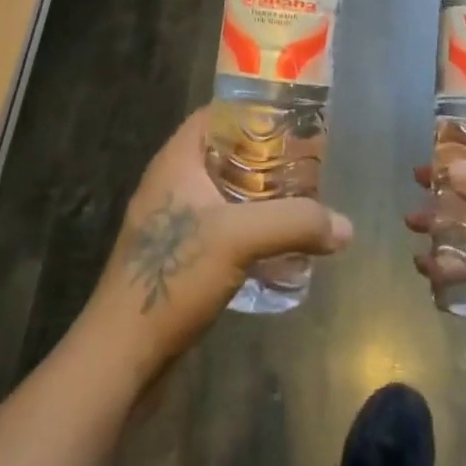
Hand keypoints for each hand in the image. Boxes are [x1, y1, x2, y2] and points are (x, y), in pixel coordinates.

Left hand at [84, 108, 352, 383]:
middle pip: (225, 153)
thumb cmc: (173, 275)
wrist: (120, 356)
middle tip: (306, 162)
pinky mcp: (176, 256)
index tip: (292, 118)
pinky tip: (274, 244)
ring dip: (257, 195)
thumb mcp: (240, 238)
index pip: (217, 114)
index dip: (253, 110)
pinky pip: (219, 225)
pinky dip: (246, 226)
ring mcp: (170, 221)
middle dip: (264, 156)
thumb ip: (295, 223)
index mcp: (177, 160)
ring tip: (298, 200)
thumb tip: (346, 227)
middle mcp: (171, 182)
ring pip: (223, 191)